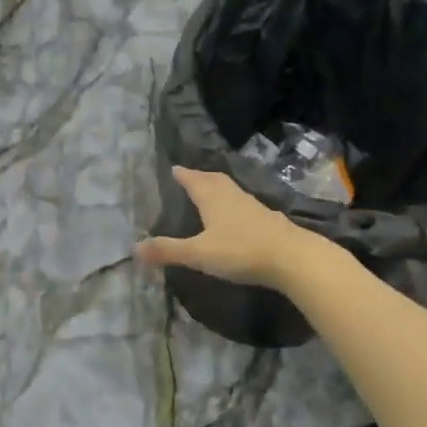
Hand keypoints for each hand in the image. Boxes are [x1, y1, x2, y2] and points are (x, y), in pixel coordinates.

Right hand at [135, 167, 315, 289]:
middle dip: (200, 177)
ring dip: (218, 188)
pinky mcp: (268, 219)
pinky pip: (244, 204)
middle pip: (214, 179)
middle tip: (190, 176)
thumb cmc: (240, 251)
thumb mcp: (199, 253)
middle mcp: (232, 195)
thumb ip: (168, 250)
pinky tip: (235, 216)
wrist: (292, 258)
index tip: (173, 169)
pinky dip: (234, 204)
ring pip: (231, 190)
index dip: (183, 175)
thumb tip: (135, 247)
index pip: (193, 180)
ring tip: (209, 193)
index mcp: (212, 197)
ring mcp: (253, 206)